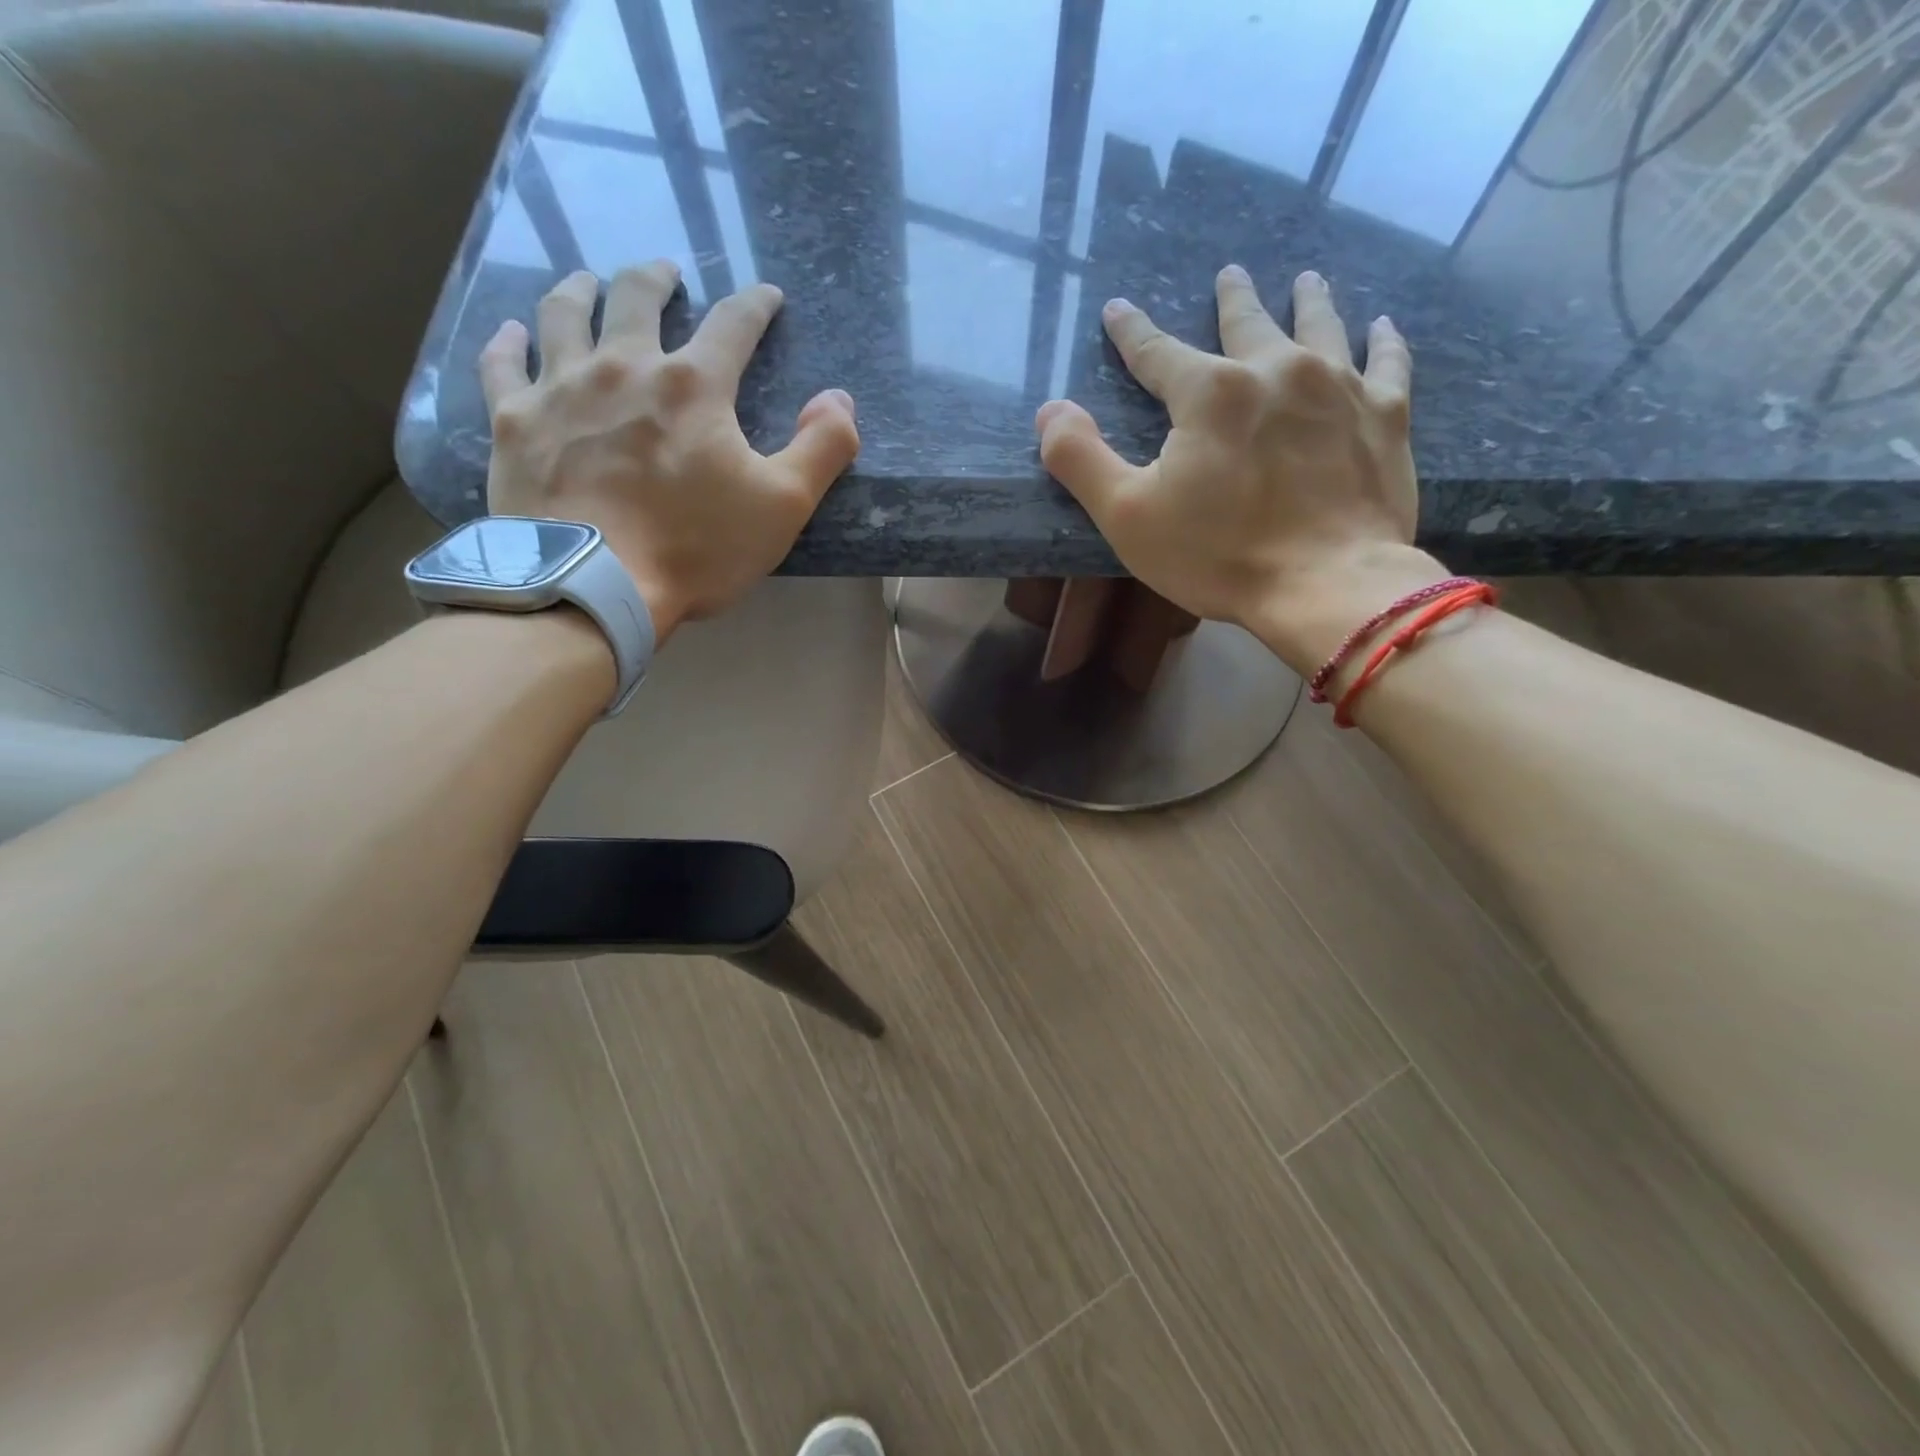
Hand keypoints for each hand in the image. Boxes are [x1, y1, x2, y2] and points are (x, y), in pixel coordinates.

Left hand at [481, 262, 858, 642]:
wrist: (595, 587)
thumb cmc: (697, 549)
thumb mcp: (783, 506)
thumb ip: (822, 448)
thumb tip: (838, 397)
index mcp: (694, 386)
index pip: (733, 324)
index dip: (755, 305)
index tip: (766, 296)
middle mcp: (624, 366)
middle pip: (637, 297)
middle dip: (657, 278)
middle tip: (665, 273)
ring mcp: (561, 388)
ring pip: (565, 313)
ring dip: (580, 290)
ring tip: (588, 282)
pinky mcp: (514, 421)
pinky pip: (503, 364)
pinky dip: (508, 342)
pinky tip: (512, 333)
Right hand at [1034, 265, 1444, 673]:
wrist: (1326, 586)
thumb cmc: (1219, 555)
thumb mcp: (1128, 516)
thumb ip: (1082, 460)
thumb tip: (1050, 411)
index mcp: (1209, 393)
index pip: (1157, 352)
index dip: (1132, 332)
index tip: (1118, 309)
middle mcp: (1275, 370)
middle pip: (1247, 322)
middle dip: (1232, 298)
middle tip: (1230, 273)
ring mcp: (1339, 388)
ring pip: (1321, 326)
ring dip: (1309, 301)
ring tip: (1307, 279)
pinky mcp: (1385, 417)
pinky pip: (1388, 363)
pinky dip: (1385, 341)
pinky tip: (1384, 325)